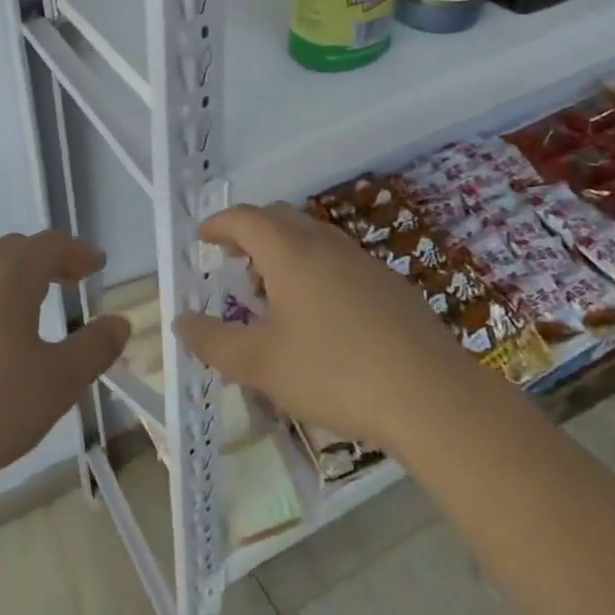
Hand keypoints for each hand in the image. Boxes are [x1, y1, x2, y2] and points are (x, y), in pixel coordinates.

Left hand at [0, 231, 129, 504]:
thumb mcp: (55, 385)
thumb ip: (93, 349)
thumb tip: (119, 322)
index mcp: (7, 277)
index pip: (49, 245)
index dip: (77, 251)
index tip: (96, 265)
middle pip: (14, 250)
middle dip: (47, 260)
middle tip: (70, 281)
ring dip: (13, 279)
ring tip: (31, 309)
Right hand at [174, 203, 458, 451]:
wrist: (433, 396)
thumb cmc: (335, 374)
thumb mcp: (262, 365)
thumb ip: (214, 342)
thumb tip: (181, 322)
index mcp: (289, 252)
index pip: (244, 219)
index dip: (218, 224)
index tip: (202, 238)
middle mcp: (324, 243)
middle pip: (278, 217)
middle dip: (249, 232)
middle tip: (233, 260)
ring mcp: (362, 260)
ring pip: (311, 236)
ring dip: (283, 249)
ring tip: (272, 290)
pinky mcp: (389, 283)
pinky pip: (338, 258)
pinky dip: (314, 267)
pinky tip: (320, 313)